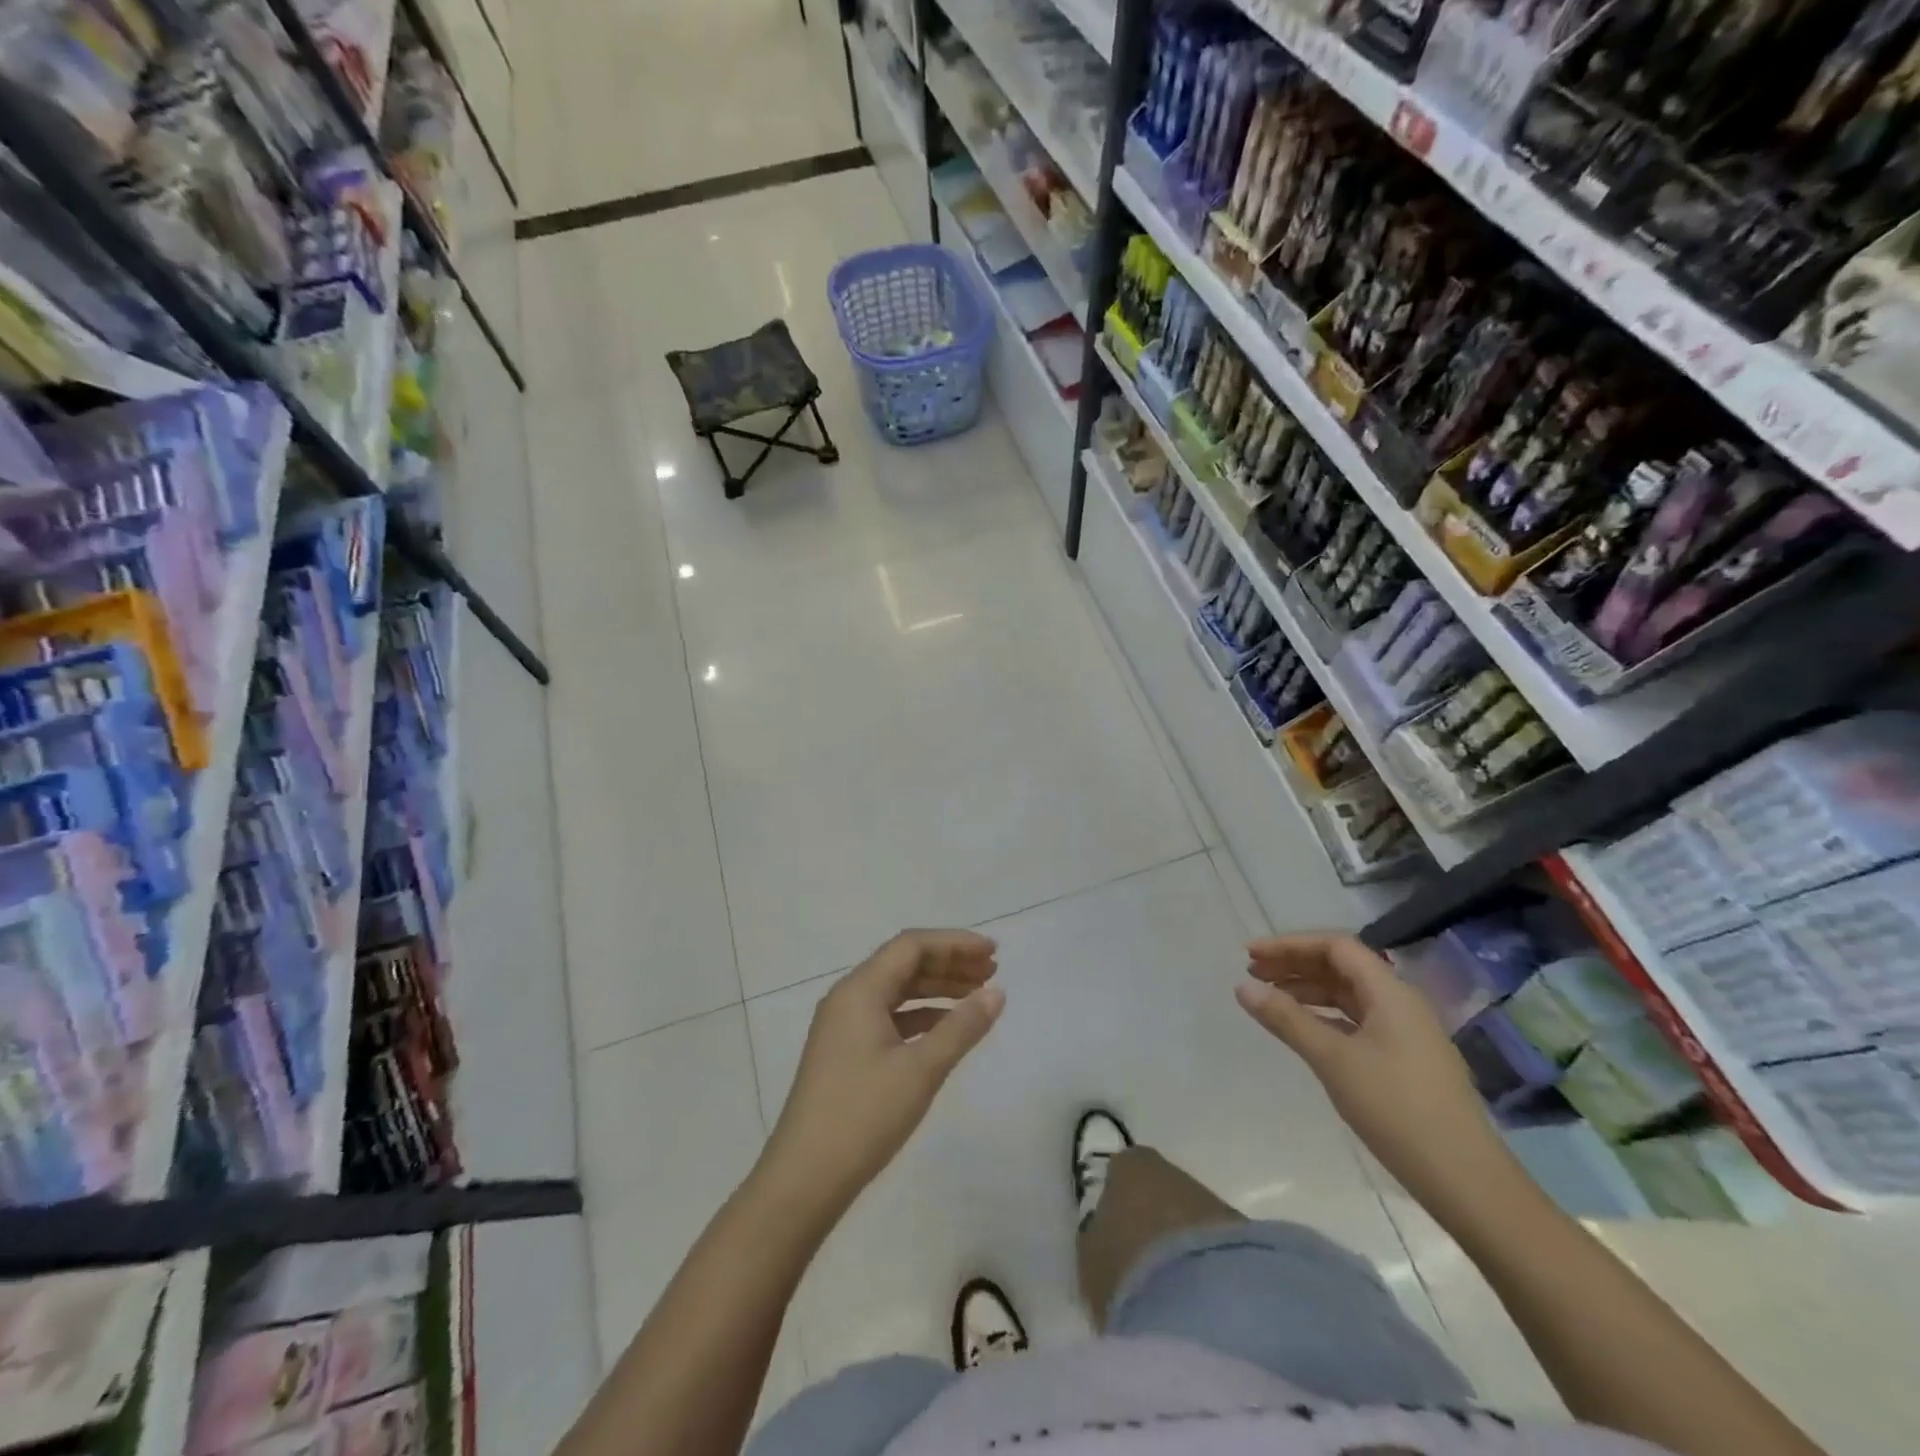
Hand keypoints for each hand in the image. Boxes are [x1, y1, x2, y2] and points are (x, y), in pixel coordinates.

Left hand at [762, 930, 1003, 1217]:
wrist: (804, 1180)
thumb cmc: (863, 1116)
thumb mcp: (921, 1070)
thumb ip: (961, 1027)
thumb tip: (996, 992)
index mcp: (860, 990)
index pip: (911, 946)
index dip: (954, 943)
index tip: (993, 952)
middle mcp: (848, 997)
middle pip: (904, 964)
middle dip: (949, 963)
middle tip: (992, 971)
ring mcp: (843, 1025)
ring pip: (897, 991)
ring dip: (937, 988)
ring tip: (977, 995)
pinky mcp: (845, 1052)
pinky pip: (888, 1016)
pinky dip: (920, 1015)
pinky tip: (946, 1027)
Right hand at [1236, 933, 1527, 1225]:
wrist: (1466, 1180)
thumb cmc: (1396, 1109)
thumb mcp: (1333, 1060)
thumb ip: (1286, 1019)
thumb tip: (1243, 987)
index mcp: (1389, 992)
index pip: (1335, 947)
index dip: (1290, 945)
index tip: (1251, 955)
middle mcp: (1400, 1002)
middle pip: (1341, 967)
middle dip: (1295, 965)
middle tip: (1252, 974)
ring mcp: (1406, 1032)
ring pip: (1349, 995)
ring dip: (1308, 990)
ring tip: (1270, 1000)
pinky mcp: (1405, 1059)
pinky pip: (1357, 1020)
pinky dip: (1325, 1016)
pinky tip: (1304, 1030)